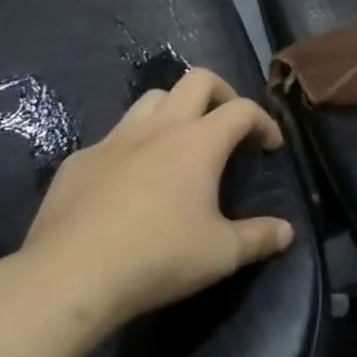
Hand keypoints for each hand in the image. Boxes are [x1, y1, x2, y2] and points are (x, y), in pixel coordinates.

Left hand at [5, 68, 295, 344]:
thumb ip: (259, 238)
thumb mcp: (220, 254)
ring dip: (174, 109)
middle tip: (227, 124)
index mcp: (199, 142)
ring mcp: (115, 139)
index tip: (270, 145)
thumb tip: (287, 232)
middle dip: (221, 92)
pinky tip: (127, 182)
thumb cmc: (156, 258)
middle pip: (197, 79)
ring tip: (179, 142)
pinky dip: (131, 147)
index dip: (263, 120)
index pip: (242, 109)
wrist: (69, 277)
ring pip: (152, 99)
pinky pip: (113, 138)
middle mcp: (160, 127)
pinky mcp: (80, 160)